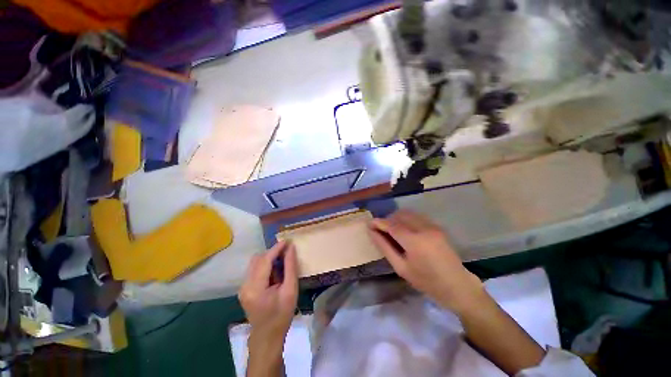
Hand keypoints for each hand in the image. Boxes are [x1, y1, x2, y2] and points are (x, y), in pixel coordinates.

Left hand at [239, 241, 298, 345]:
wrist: (267, 337)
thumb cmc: (282, 315)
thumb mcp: (290, 290)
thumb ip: (290, 267)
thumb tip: (291, 248)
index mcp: (255, 287)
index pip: (265, 260)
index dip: (276, 248)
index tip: (287, 241)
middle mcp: (245, 285)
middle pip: (257, 259)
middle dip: (272, 253)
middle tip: (287, 253)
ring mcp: (243, 287)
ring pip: (255, 263)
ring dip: (269, 259)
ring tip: (282, 266)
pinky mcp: (244, 289)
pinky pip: (255, 270)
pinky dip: (265, 266)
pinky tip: (275, 274)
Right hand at [369, 210, 483, 313]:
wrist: (458, 286)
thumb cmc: (427, 281)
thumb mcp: (401, 268)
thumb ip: (385, 247)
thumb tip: (372, 232)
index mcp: (414, 241)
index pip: (391, 225)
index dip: (378, 222)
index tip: (369, 223)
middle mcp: (423, 228)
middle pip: (399, 215)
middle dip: (387, 220)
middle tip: (381, 230)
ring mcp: (432, 226)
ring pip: (408, 214)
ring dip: (397, 218)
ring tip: (392, 231)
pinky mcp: (437, 226)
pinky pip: (416, 217)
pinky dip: (406, 220)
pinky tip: (405, 231)